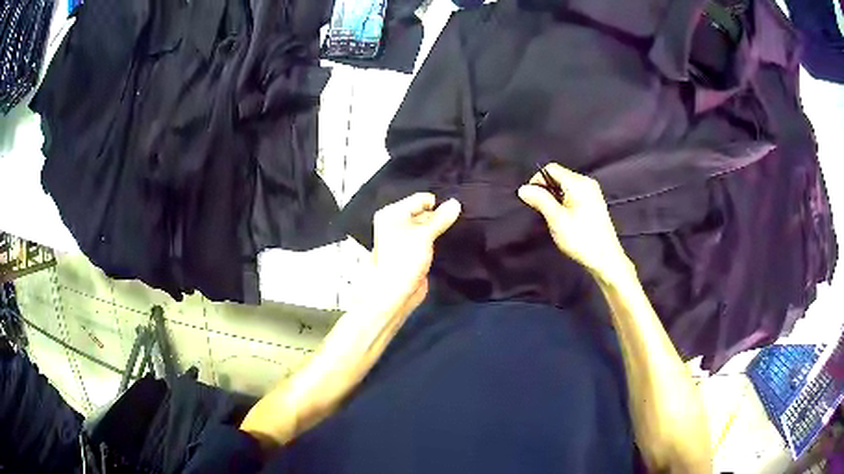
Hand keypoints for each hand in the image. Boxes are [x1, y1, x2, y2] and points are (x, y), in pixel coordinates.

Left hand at [372, 193, 461, 308]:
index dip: (438, 203)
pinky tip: (453, 238)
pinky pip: (429, 239)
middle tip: (463, 217)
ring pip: (428, 227)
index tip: (458, 209)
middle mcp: (397, 223)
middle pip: (424, 212)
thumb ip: (441, 218)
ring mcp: (405, 238)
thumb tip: (456, 203)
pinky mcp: (414, 252)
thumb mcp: (424, 235)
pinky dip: (439, 239)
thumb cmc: (405, 259)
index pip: (420, 199)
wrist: (396, 293)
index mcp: (393, 213)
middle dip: (441, 215)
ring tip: (460, 227)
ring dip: (441, 228)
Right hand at [517, 163, 632, 281]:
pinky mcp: (594, 203)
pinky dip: (565, 202)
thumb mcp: (556, 219)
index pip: (551, 169)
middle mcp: (587, 182)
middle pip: (559, 176)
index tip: (532, 200)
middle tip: (542, 211)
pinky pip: (574, 194)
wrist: (605, 259)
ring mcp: (592, 192)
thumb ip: (540, 200)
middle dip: (546, 190)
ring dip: (555, 197)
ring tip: (553, 217)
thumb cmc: (580, 238)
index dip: (537, 181)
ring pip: (566, 186)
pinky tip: (565, 219)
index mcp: (578, 182)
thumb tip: (523, 188)